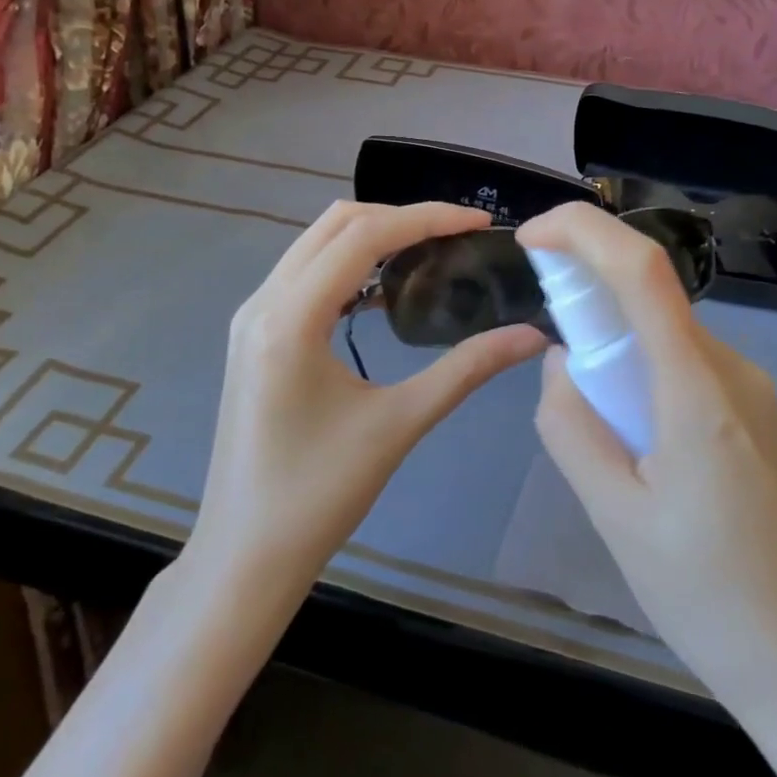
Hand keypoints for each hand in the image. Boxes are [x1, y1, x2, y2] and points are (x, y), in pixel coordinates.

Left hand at [188, 201, 545, 608]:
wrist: (244, 557)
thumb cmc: (318, 497)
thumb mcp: (399, 425)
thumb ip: (466, 370)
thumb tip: (532, 336)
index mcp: (289, 318)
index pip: (364, 236)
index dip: (427, 219)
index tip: (479, 222)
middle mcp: (262, 302)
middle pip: (336, 224)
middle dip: (401, 218)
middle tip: (458, 234)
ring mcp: (251, 317)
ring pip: (316, 243)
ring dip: (373, 236)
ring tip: (430, 251)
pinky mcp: (253, 335)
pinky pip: (305, 273)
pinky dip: (348, 264)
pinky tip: (385, 290)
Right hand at [518, 204, 776, 722]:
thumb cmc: (710, 598)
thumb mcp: (616, 517)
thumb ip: (572, 427)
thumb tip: (561, 363)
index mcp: (697, 388)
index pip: (642, 269)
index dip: (583, 230)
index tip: (532, 236)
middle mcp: (735, 370)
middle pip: (652, 298)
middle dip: (590, 301)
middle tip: (555, 364)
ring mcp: (757, 393)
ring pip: (669, 338)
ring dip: (618, 351)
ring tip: (603, 434)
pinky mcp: (765, 419)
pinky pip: (692, 370)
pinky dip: (648, 377)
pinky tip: (644, 449)